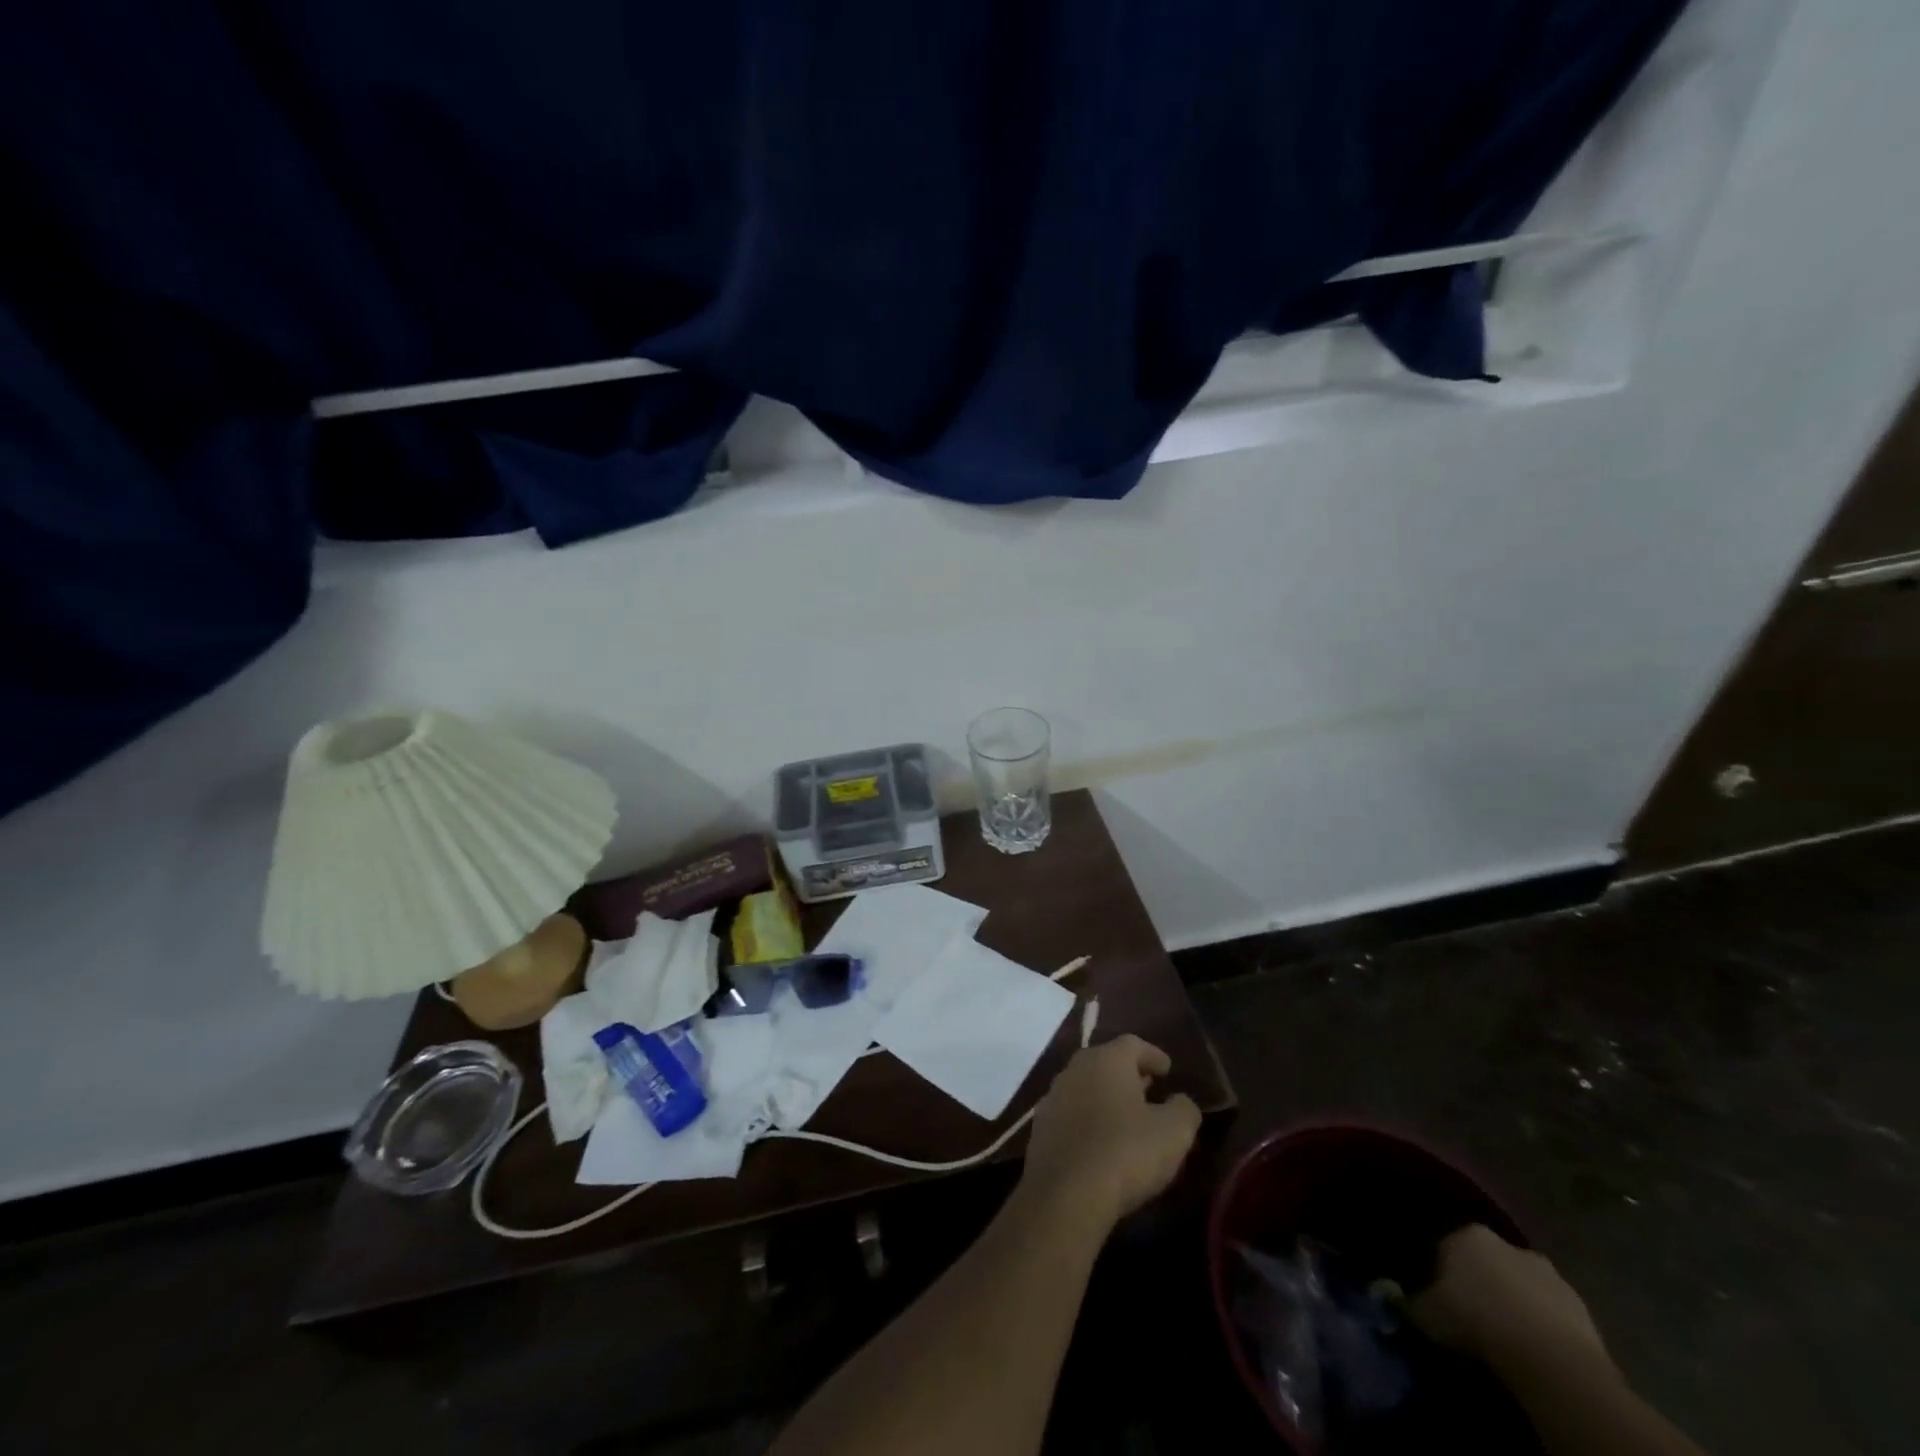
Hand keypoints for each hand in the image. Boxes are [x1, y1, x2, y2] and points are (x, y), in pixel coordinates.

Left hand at [1020, 1035, 1200, 1229]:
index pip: (1133, 1044)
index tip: (1167, 1069)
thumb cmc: (1125, 1152)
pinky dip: (1088, 1119)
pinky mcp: (1040, 1127)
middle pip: (1105, 1061)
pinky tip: (1100, 1141)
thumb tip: (1181, 1101)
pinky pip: (1071, 1113)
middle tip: (1148, 1088)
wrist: (1065, 1194)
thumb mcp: (1173, 1133)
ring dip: (1106, 1096)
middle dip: (1128, 1074)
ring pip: (1086, 1086)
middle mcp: (1076, 1068)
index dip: (1152, 1055)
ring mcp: (1053, 1096)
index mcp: (1106, 1059)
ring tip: (1126, 1116)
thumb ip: (1183, 1110)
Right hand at [1410, 1225, 1612, 1378]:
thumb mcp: (1426, 1314)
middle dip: (1480, 1280)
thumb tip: (1390, 1296)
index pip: (1445, 1244)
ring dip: (1514, 1300)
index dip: (1439, 1270)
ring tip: (1505, 1332)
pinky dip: (1541, 1322)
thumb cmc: (1476, 1321)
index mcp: (1466, 1234)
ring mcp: (1547, 1272)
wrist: (1549, 1358)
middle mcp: (1505, 1242)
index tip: (1439, 1295)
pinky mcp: (1580, 1305)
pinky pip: (1550, 1309)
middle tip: (1472, 1313)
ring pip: (1521, 1283)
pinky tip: (1533, 1346)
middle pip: (1486, 1260)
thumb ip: (1405, 1301)